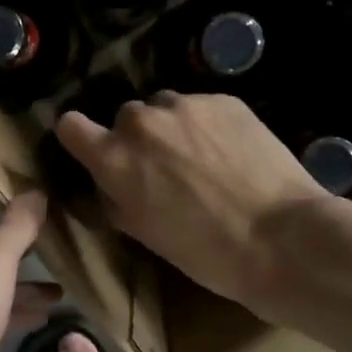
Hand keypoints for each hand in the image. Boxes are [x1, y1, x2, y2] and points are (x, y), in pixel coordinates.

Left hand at [0, 191, 59, 351]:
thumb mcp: (0, 255)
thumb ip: (20, 223)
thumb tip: (34, 191)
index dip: (1, 198)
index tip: (35, 205)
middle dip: (15, 248)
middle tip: (53, 249)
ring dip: (17, 284)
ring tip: (58, 292)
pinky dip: (5, 310)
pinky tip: (40, 319)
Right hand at [55, 93, 351, 314]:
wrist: (281, 237)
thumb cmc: (205, 251)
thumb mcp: (144, 233)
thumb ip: (116, 198)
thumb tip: (112, 182)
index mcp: (114, 159)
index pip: (70, 126)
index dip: (79, 137)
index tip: (93, 149)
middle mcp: (142, 122)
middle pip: (125, 118)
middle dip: (137, 139)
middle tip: (163, 168)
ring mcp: (185, 106)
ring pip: (164, 108)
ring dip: (172, 128)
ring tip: (201, 158)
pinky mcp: (224, 100)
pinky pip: (201, 106)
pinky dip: (207, 125)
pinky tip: (231, 153)